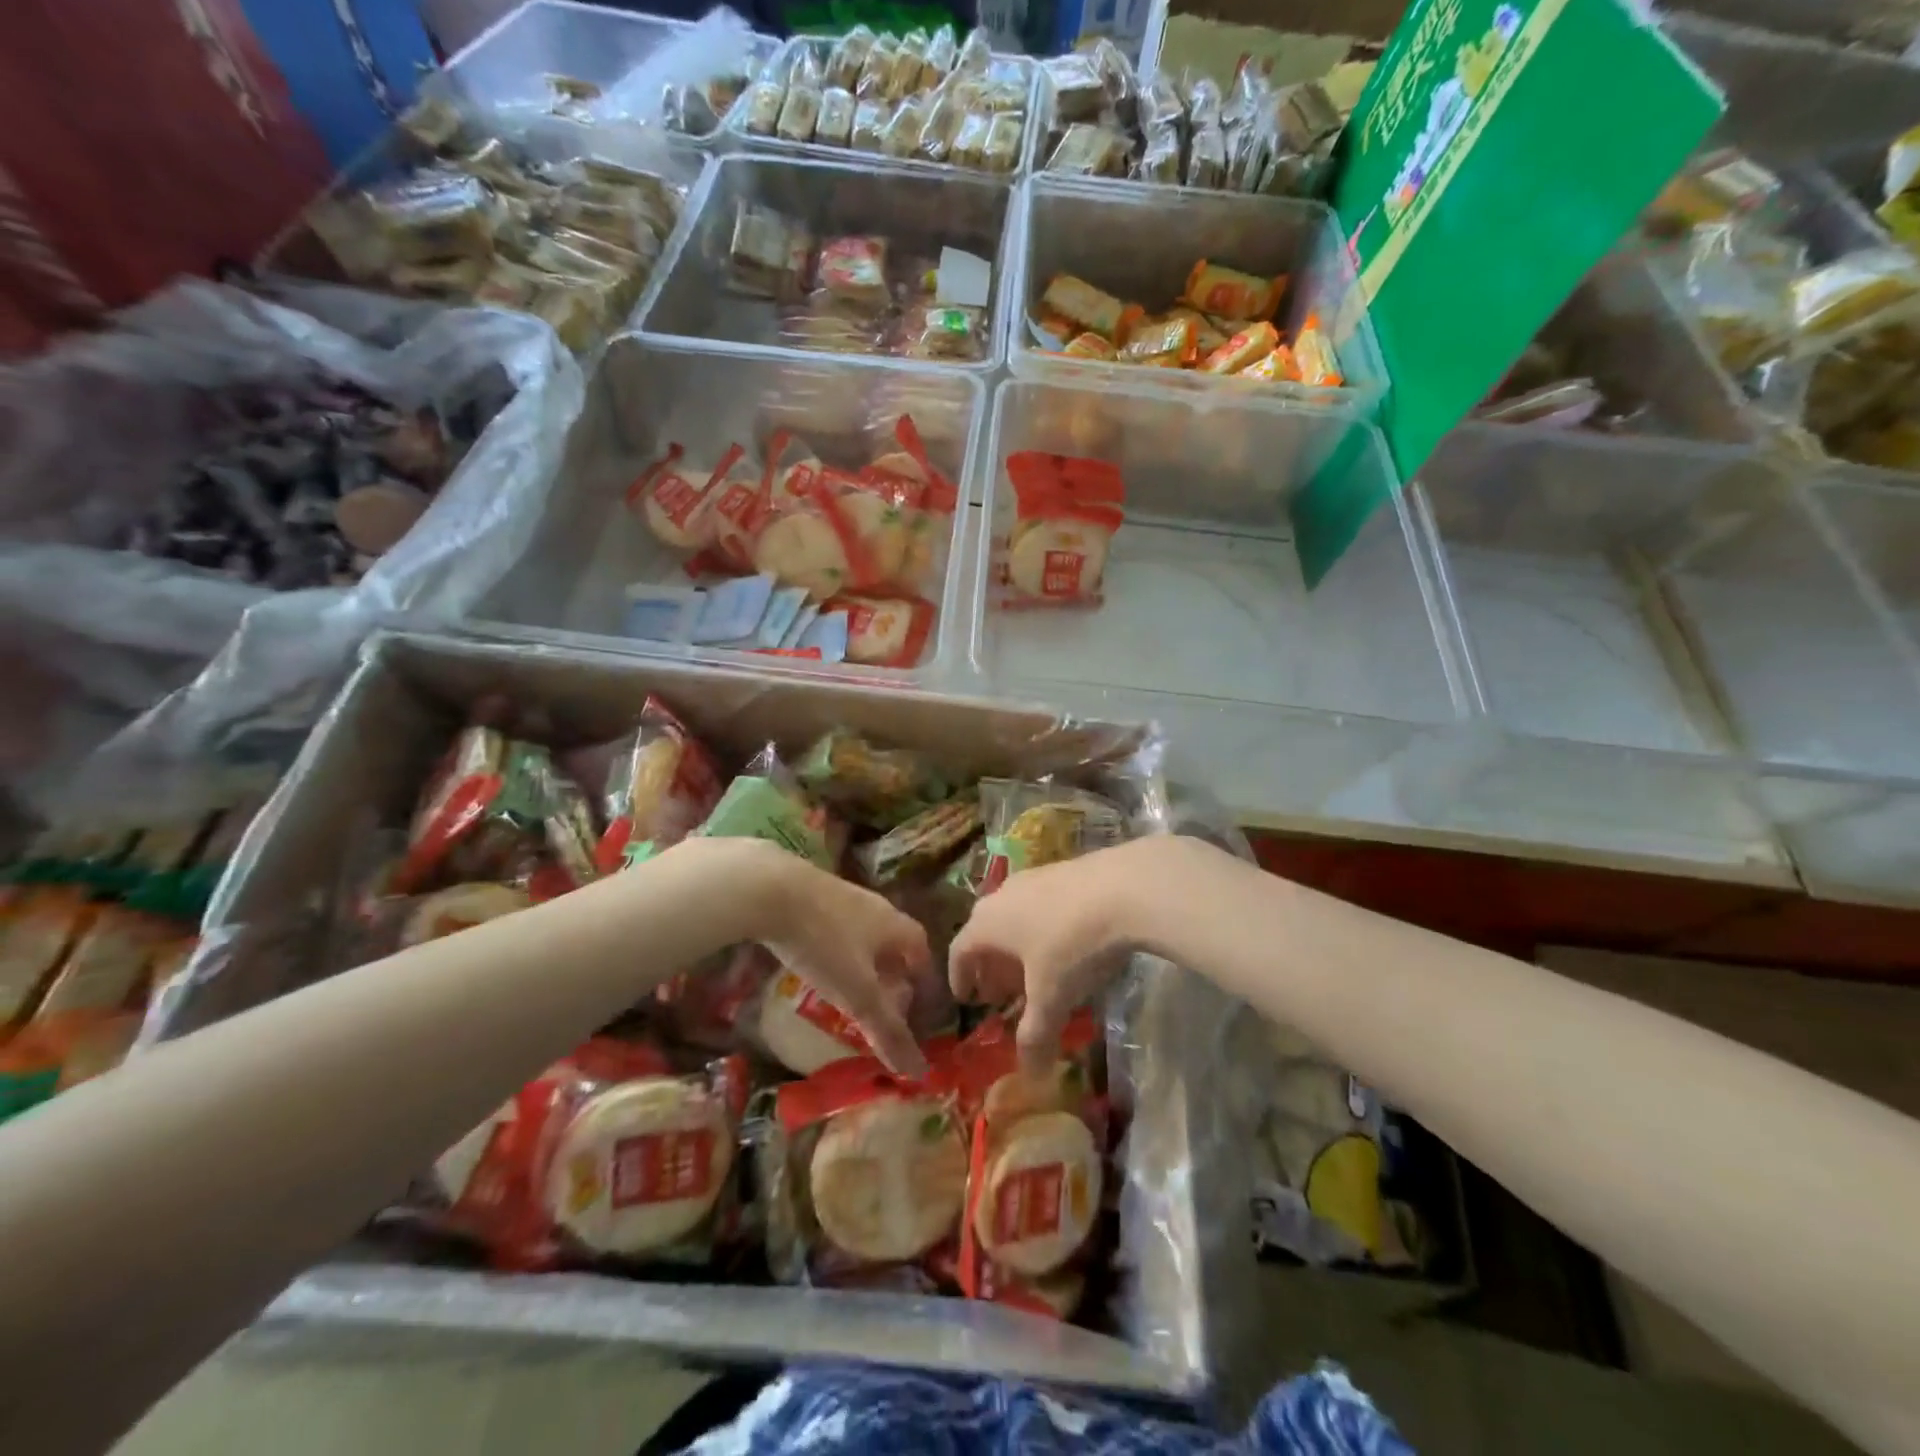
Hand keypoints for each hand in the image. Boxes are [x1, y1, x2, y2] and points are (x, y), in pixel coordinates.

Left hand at [679, 837, 931, 1077]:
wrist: (773, 888)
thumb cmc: (825, 942)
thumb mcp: (857, 993)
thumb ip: (886, 1030)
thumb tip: (918, 1071)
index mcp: (895, 926)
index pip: (922, 951)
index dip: (922, 980)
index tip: (916, 1007)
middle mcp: (876, 908)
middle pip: (894, 942)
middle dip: (893, 974)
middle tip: (883, 1005)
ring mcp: (844, 897)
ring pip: (865, 934)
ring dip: (863, 962)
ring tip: (849, 990)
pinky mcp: (814, 895)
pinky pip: (837, 927)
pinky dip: (837, 950)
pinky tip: (816, 965)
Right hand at [950, 839, 1169, 1073]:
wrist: (1125, 888)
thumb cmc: (1073, 946)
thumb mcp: (1052, 998)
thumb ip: (1035, 1036)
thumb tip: (1029, 1075)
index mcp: (987, 923)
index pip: (959, 950)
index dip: (960, 977)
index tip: (966, 999)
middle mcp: (1002, 895)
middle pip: (985, 931)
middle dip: (991, 965)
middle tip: (1002, 993)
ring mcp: (1034, 877)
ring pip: (1014, 915)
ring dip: (1018, 946)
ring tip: (1036, 972)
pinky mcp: (1064, 870)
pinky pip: (1040, 904)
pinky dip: (1042, 928)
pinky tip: (1067, 945)